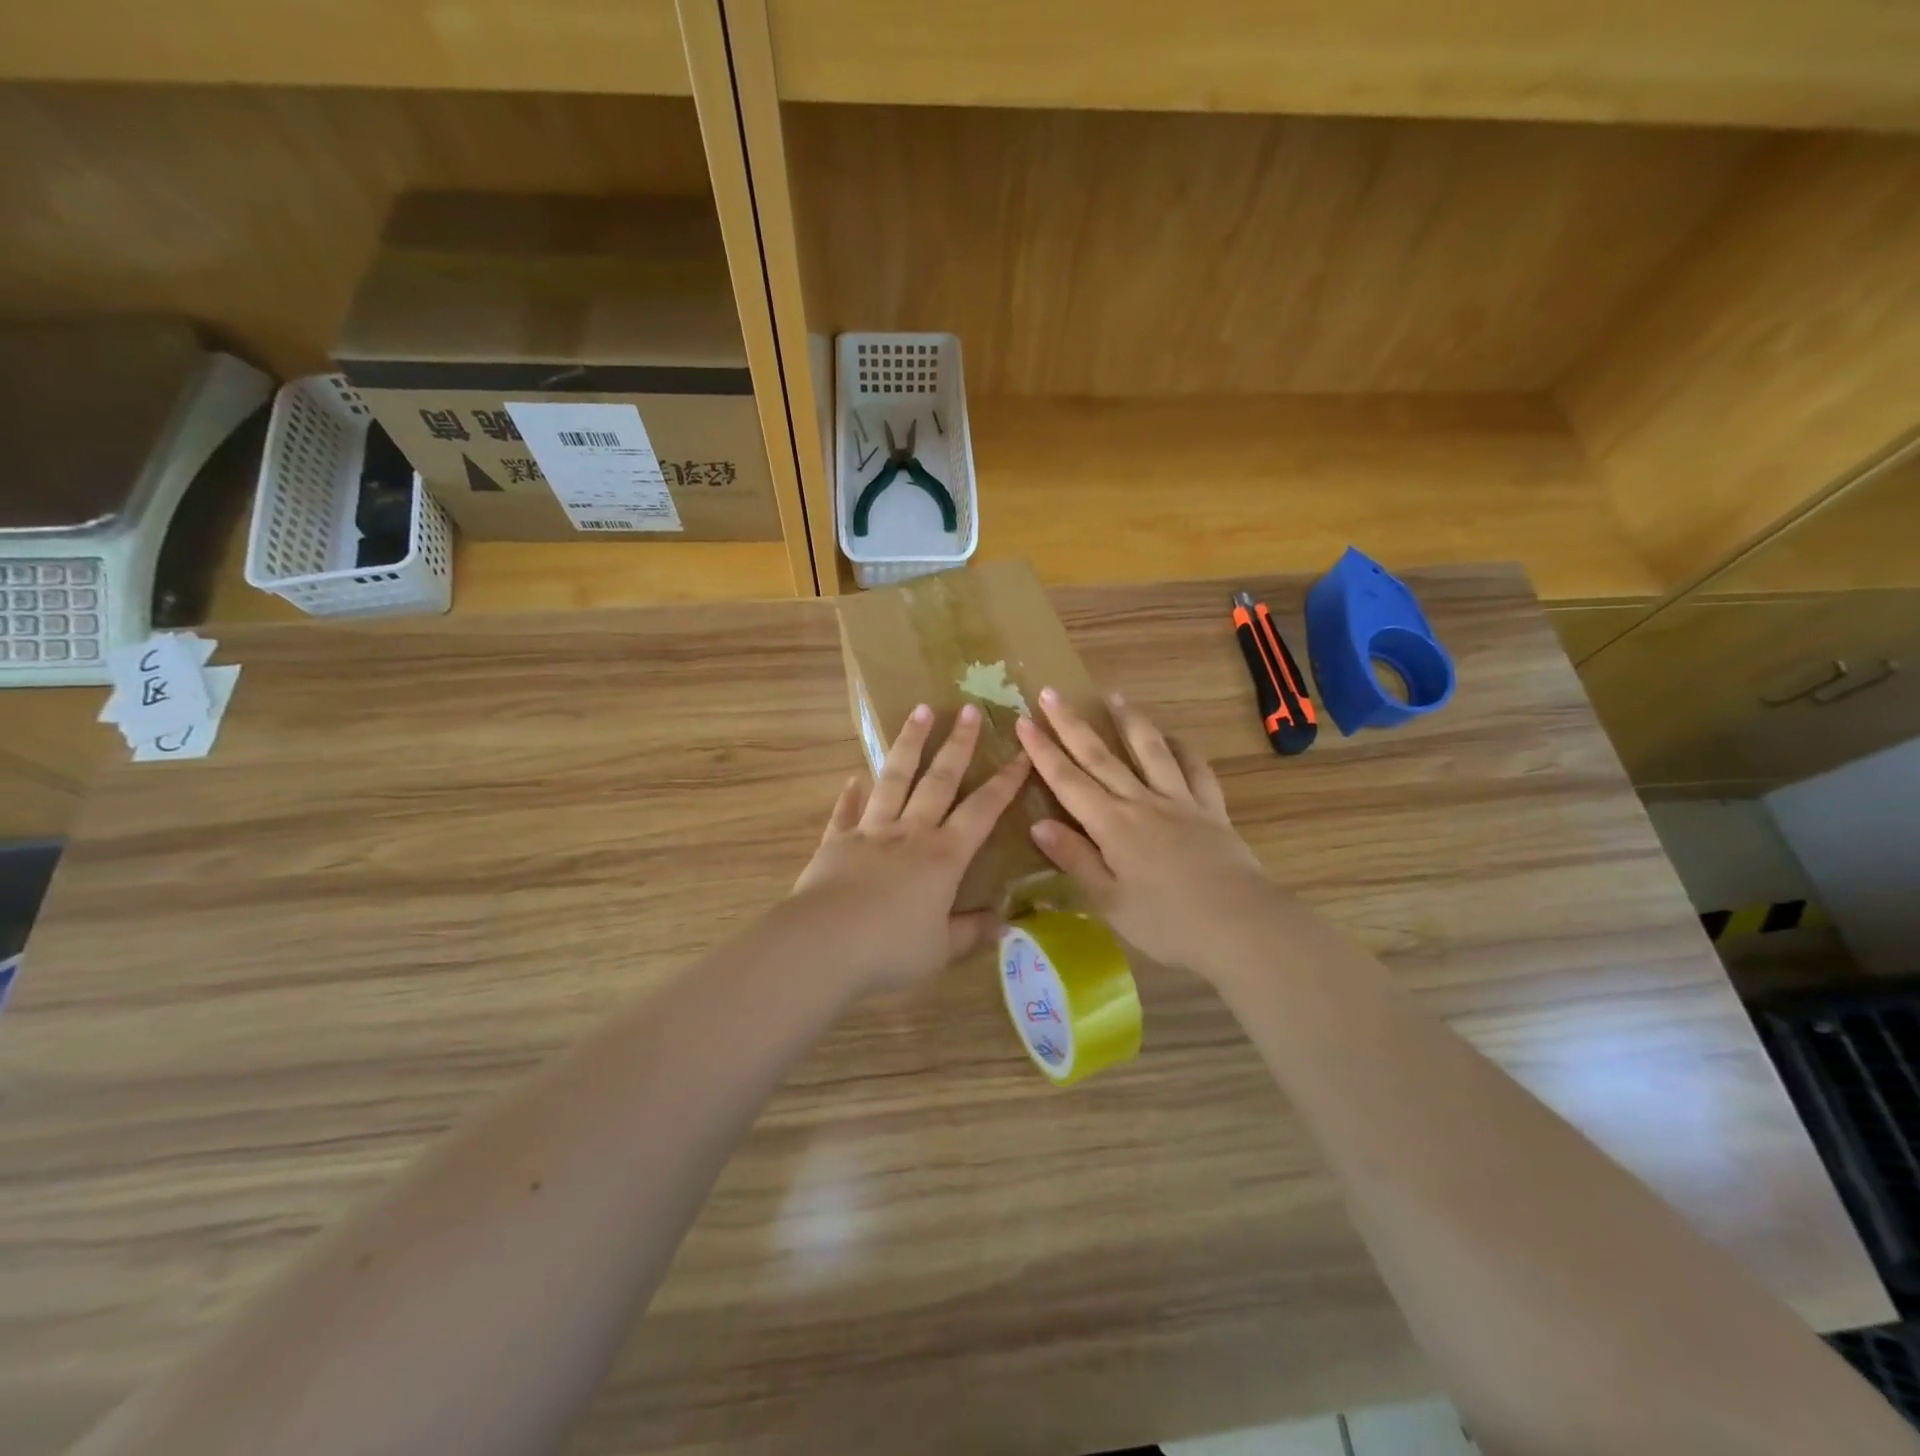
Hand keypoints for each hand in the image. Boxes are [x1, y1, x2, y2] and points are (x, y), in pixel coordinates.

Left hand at [792, 702, 1030, 992]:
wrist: (824, 944)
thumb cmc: (891, 948)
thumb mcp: (941, 948)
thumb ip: (971, 932)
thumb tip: (1005, 923)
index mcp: (943, 856)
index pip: (982, 810)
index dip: (1005, 782)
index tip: (1021, 753)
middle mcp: (911, 833)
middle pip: (939, 780)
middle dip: (958, 744)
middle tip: (970, 709)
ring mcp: (871, 832)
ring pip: (894, 779)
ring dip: (909, 744)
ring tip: (920, 711)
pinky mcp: (836, 842)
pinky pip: (846, 812)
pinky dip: (850, 795)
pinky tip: (853, 778)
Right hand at [1014, 688, 1280, 979]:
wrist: (1242, 926)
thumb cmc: (1168, 923)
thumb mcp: (1110, 901)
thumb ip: (1076, 859)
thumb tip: (1038, 825)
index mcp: (1112, 826)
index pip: (1068, 781)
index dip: (1043, 751)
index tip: (1023, 721)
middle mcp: (1141, 802)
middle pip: (1101, 756)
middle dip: (1072, 724)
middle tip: (1051, 692)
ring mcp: (1179, 801)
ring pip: (1150, 751)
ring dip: (1129, 721)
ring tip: (1114, 695)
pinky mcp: (1211, 809)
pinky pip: (1196, 770)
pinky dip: (1184, 750)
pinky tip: (1175, 739)